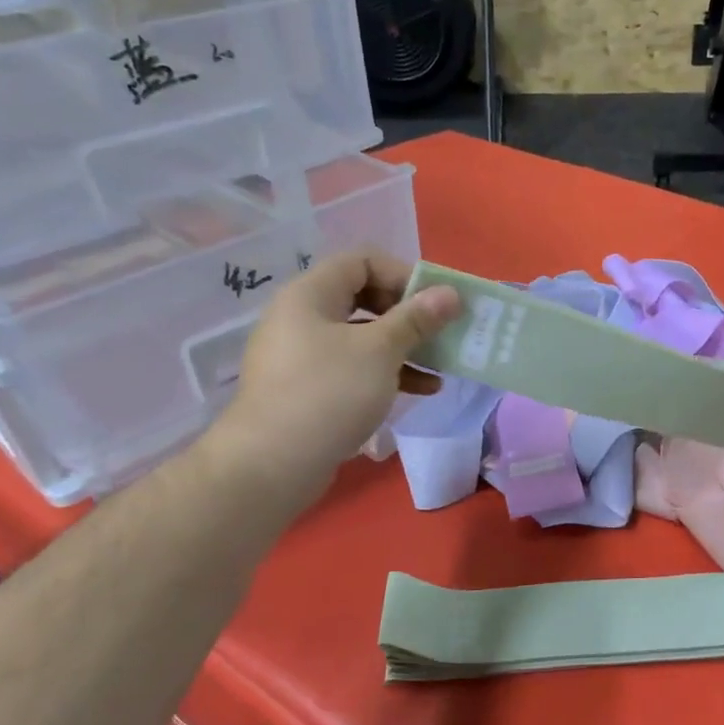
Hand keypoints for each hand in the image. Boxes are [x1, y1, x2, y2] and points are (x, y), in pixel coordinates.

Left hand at [202, 250, 458, 511]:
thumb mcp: (381, 351)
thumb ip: (417, 318)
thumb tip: (450, 293)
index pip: (361, 261)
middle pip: (364, 298)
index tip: (436, 301)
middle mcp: (302, 317)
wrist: (273, 463)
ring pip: (363, 338)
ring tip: (442, 366)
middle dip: (409, 315)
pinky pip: (354, 368)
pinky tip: (422, 390)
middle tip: (441, 332)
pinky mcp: (309, 390)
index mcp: (311, 295)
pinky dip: (387, 373)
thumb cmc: (329, 393)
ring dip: (405, 348)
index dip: (403, 274)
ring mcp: (303, 356)